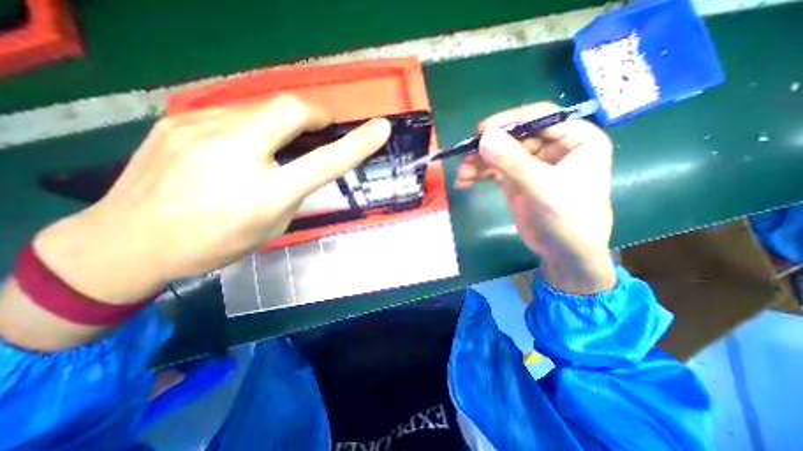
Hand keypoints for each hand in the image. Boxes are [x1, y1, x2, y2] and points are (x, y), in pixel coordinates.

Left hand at [36, 95, 394, 303]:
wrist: (127, 241)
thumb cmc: (214, 243)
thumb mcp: (272, 225)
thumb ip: (293, 191)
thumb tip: (303, 165)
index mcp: (264, 194)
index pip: (324, 162)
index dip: (357, 143)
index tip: (380, 128)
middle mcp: (234, 156)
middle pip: (290, 109)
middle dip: (316, 114)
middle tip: (321, 127)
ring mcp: (201, 131)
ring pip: (262, 107)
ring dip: (282, 122)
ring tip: (275, 145)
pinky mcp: (179, 121)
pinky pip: (234, 113)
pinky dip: (253, 125)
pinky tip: (239, 148)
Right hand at [458, 101, 615, 291]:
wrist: (565, 253)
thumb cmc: (570, 218)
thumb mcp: (543, 187)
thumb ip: (513, 161)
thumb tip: (484, 136)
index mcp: (575, 139)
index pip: (541, 117)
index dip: (510, 120)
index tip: (481, 130)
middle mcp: (553, 147)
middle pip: (515, 137)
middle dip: (489, 148)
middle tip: (465, 155)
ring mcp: (532, 165)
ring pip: (501, 155)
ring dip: (479, 163)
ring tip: (462, 174)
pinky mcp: (516, 180)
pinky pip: (494, 171)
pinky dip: (479, 175)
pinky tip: (464, 182)